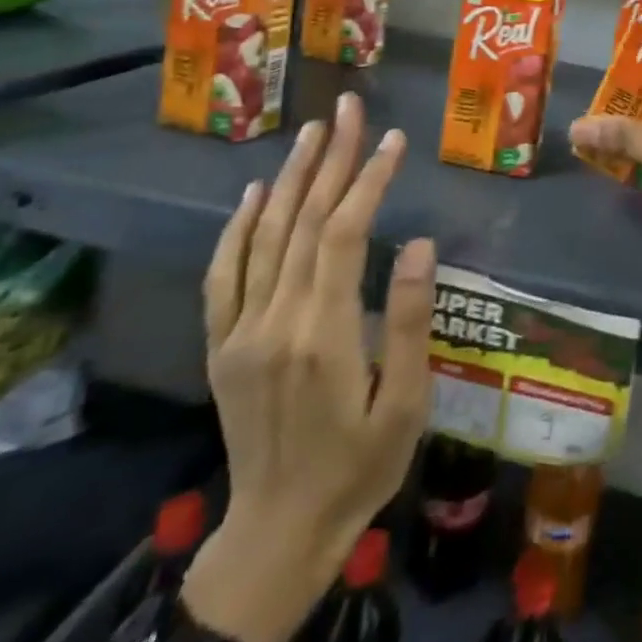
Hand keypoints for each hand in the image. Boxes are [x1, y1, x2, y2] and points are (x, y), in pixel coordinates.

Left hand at [182, 94, 436, 641]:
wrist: (279, 533)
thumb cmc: (360, 466)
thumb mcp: (406, 403)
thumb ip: (411, 320)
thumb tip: (419, 243)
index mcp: (324, 333)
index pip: (345, 233)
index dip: (369, 179)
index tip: (393, 139)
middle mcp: (275, 321)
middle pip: (303, 221)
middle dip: (331, 158)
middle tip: (348, 107)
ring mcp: (240, 332)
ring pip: (264, 236)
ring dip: (289, 177)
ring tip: (312, 131)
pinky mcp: (222, 347)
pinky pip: (223, 276)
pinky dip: (236, 229)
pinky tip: (251, 193)